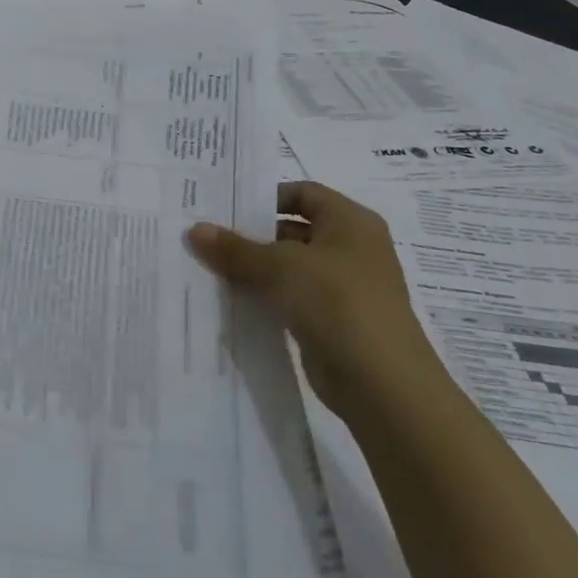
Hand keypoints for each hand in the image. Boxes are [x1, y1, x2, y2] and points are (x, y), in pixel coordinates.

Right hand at [187, 182, 449, 419]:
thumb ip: (236, 248)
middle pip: (293, 230)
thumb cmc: (337, 302)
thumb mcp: (280, 267)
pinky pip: (292, 299)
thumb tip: (195, 229)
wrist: (382, 384)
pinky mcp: (333, 321)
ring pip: (290, 268)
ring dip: (255, 269)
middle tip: (207, 237)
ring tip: (209, 268)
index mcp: (350, 221)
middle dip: (252, 235)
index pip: (302, 193)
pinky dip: (266, 298)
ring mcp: (344, 287)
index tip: (225, 207)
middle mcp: (351, 248)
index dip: (265, 196)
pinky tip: (232, 301)